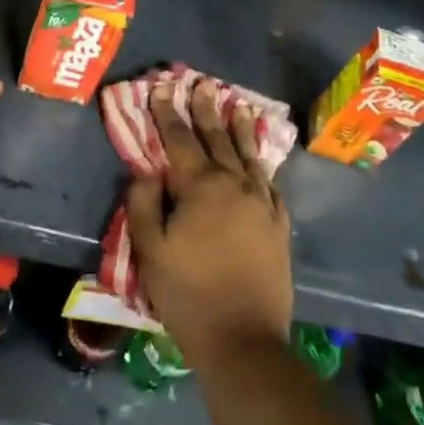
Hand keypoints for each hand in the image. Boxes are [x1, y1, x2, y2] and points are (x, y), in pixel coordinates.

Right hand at [126, 77, 292, 371]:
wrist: (244, 340)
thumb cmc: (188, 296)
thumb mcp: (151, 252)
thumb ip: (144, 205)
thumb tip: (145, 170)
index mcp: (200, 187)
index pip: (179, 139)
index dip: (168, 112)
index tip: (161, 86)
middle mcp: (234, 184)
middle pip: (217, 138)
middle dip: (206, 110)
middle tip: (202, 84)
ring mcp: (261, 202)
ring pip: (248, 154)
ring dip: (239, 128)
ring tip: (238, 105)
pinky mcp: (278, 223)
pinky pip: (270, 183)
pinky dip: (262, 165)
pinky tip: (260, 160)